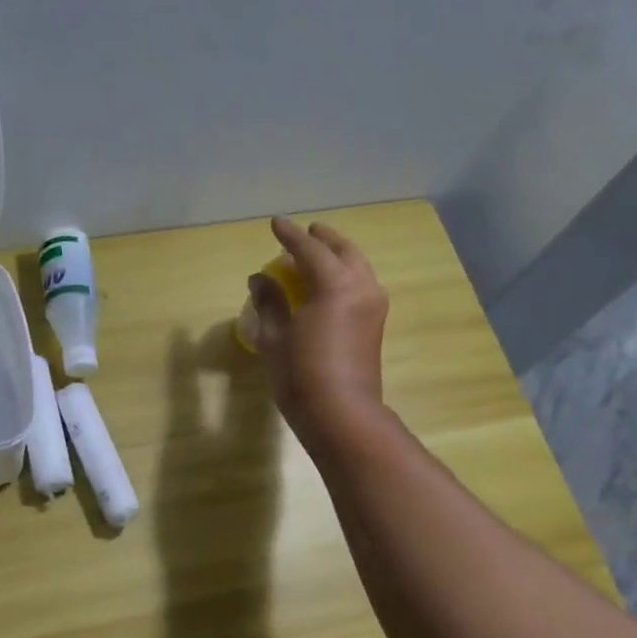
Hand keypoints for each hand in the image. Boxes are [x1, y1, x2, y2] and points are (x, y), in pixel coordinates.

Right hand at [249, 217, 388, 448]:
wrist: (342, 414)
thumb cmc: (301, 375)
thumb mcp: (275, 337)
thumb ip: (269, 302)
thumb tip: (260, 278)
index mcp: (334, 285)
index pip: (309, 250)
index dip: (290, 235)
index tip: (276, 223)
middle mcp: (361, 287)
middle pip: (343, 251)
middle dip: (323, 239)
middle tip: (306, 232)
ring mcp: (374, 306)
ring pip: (358, 266)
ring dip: (338, 255)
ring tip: (318, 256)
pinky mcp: (376, 324)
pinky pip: (362, 284)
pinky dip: (346, 275)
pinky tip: (330, 285)